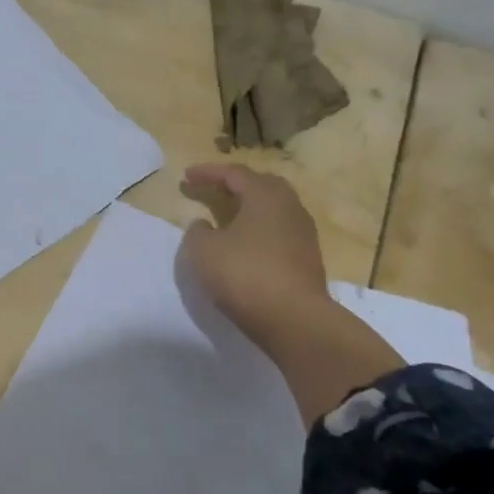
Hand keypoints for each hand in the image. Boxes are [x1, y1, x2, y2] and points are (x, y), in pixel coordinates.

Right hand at [180, 162, 402, 423]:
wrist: (295, 320)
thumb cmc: (245, 274)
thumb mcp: (204, 251)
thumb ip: (197, 232)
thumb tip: (205, 225)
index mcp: (265, 195)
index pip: (234, 174)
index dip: (207, 173)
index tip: (186, 177)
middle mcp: (289, 207)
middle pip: (261, 186)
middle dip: (235, 185)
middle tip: (213, 191)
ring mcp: (303, 234)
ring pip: (273, 211)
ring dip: (249, 210)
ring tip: (227, 219)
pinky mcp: (307, 259)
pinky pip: (278, 233)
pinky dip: (258, 232)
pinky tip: (245, 246)